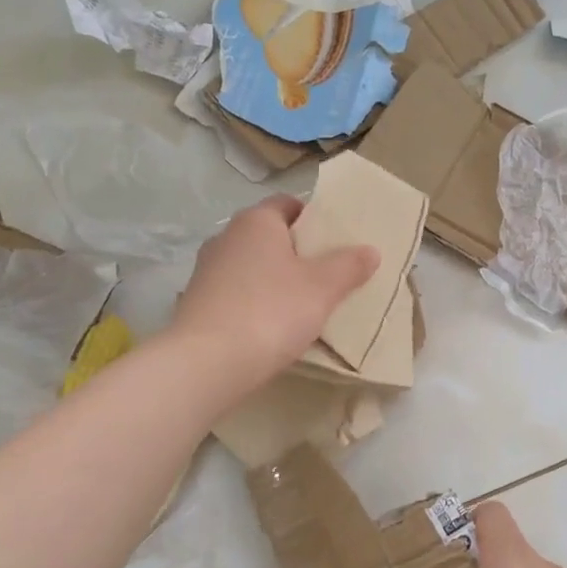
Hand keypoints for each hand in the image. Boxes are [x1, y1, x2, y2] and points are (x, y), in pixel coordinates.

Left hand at [167, 195, 377, 394]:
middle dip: (296, 252)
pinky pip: (235, 294)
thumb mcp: (322, 288)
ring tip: (302, 305)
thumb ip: (348, 266)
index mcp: (256, 221)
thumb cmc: (271, 311)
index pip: (287, 204)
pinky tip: (271, 328)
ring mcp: (206, 271)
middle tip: (326, 274)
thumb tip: (370, 250)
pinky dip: (254, 304)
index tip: (335, 241)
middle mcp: (226, 238)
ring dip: (273, 280)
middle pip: (268, 236)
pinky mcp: (196, 303)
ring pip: (250, 267)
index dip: (313, 218)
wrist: (207, 363)